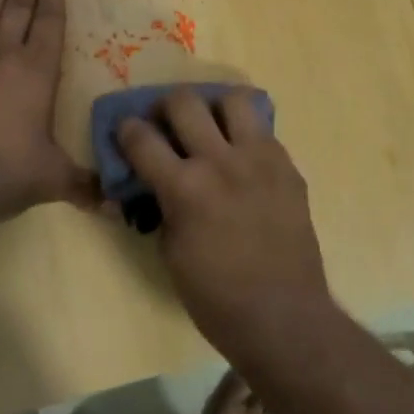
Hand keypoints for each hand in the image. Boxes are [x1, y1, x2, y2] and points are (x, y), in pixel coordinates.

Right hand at [117, 88, 333, 358]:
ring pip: (233, 99)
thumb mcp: (170, 253)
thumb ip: (160, 206)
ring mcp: (259, 158)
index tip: (126, 133)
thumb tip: (151, 183)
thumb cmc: (216, 297)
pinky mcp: (287, 166)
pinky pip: (263, 130)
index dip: (126, 131)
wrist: (283, 315)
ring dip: (214, 108)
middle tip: (167, 124)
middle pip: (184, 101)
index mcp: (184, 188)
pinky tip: (242, 159)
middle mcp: (220, 161)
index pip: (141, 137)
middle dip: (166, 107)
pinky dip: (245, 135)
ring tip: (211, 127)